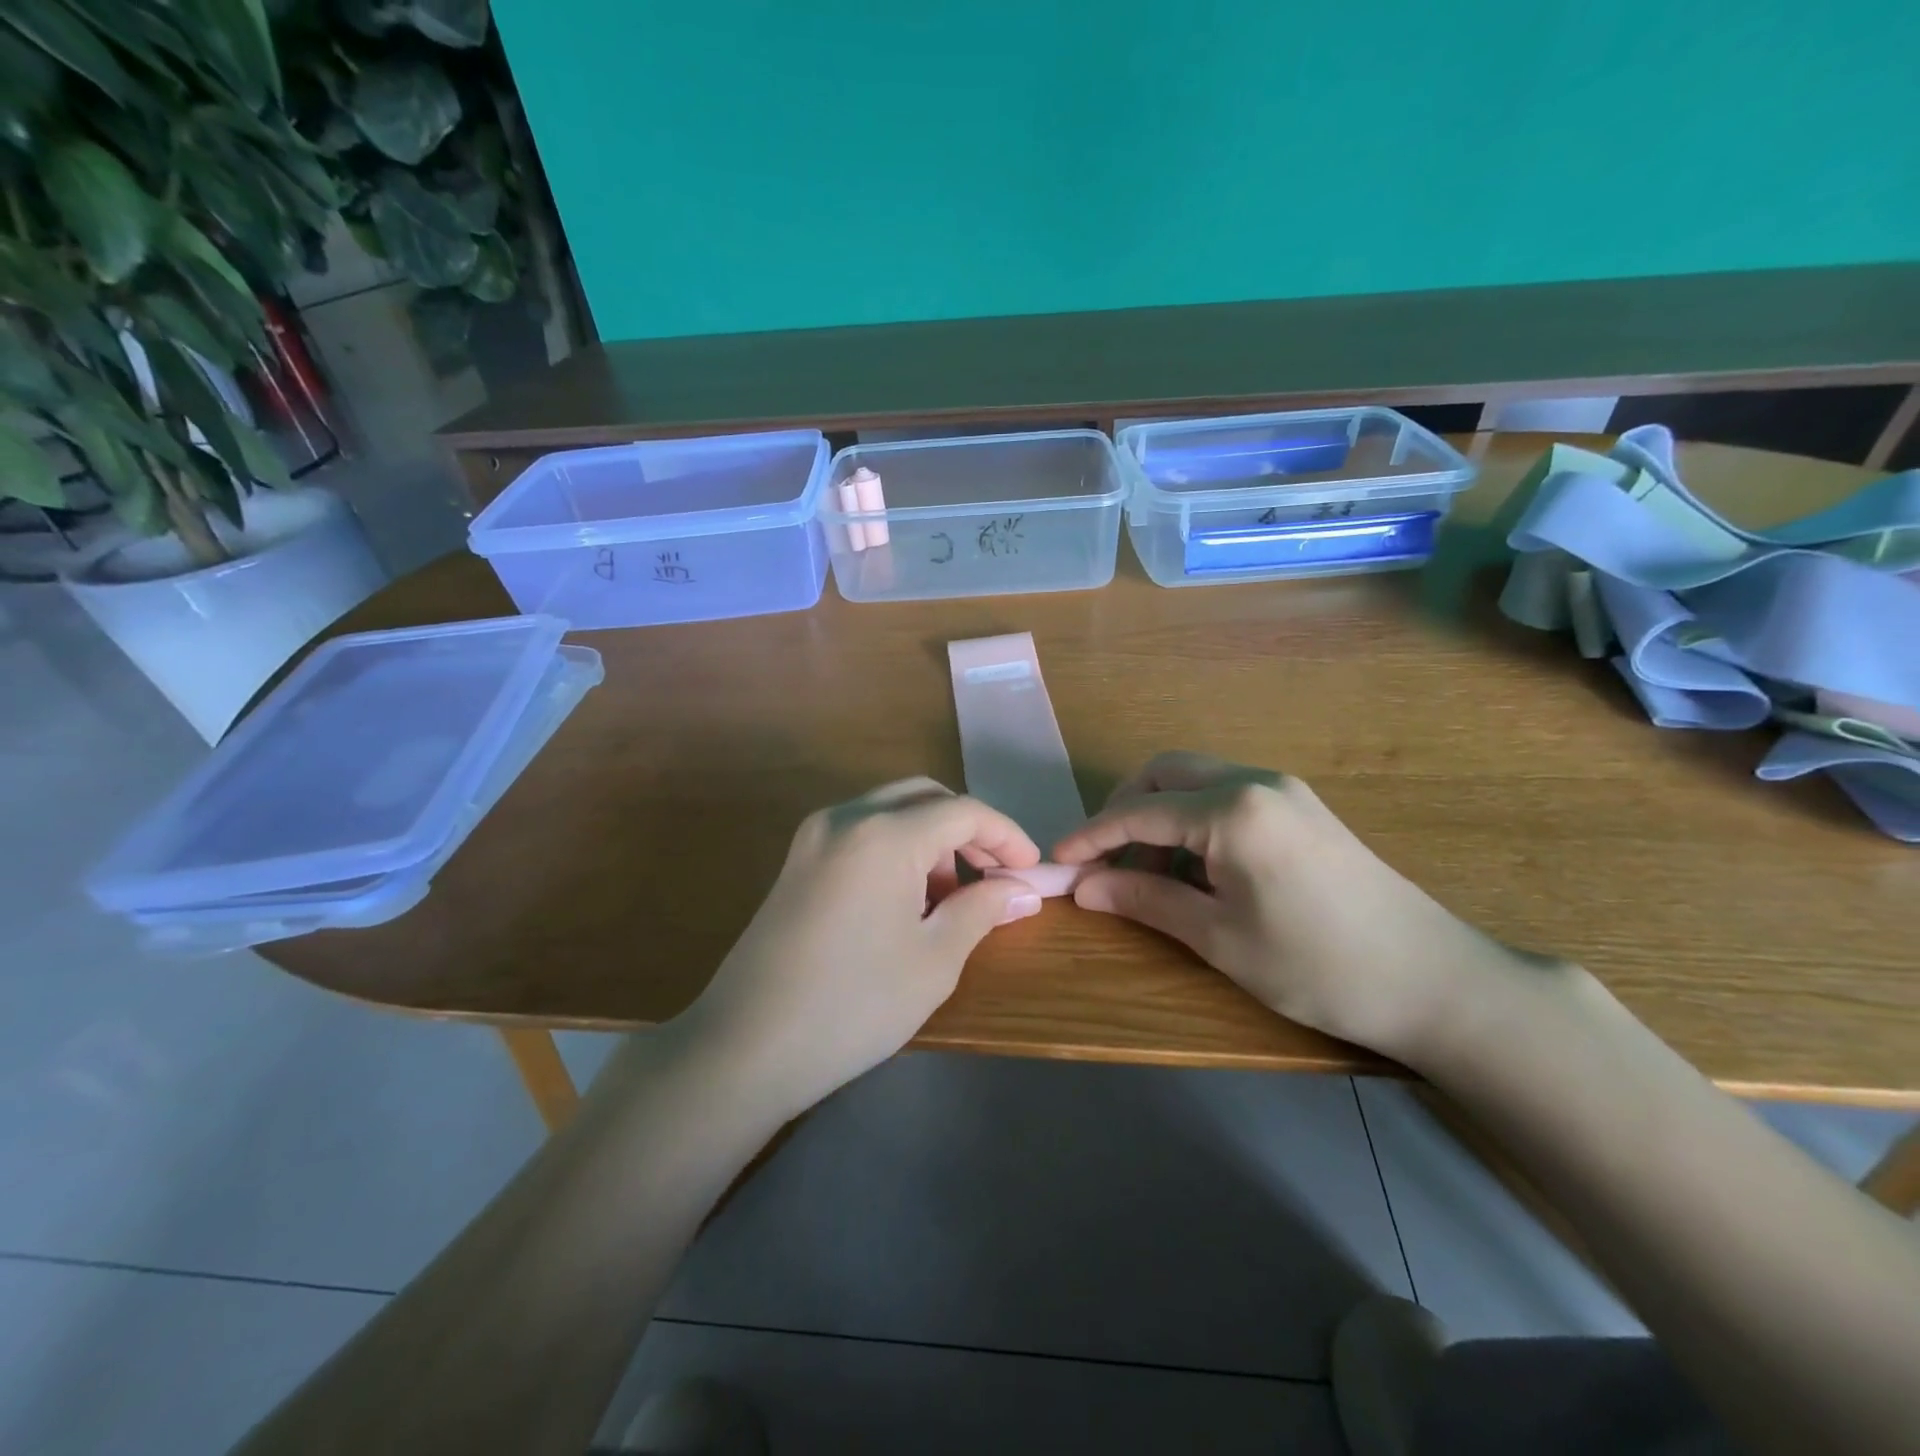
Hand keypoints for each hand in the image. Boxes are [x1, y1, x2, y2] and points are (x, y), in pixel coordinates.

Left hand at [681, 779, 1043, 1117]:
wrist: (744, 1047)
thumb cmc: (853, 1005)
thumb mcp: (934, 960)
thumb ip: (982, 910)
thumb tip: (1021, 890)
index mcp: (883, 833)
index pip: (962, 811)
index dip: (1005, 835)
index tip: (1031, 870)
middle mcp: (845, 817)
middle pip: (924, 797)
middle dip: (967, 829)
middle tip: (995, 874)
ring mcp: (813, 836)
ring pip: (890, 811)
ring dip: (931, 838)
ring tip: (950, 896)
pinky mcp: (796, 861)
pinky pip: (861, 832)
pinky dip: (896, 848)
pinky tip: (906, 899)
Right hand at [1054, 752, 1518, 1058]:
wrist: (1436, 981)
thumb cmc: (1318, 965)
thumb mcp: (1220, 938)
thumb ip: (1146, 901)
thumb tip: (1083, 887)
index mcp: (1232, 809)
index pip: (1138, 811)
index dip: (1090, 836)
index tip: (1056, 860)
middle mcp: (1255, 781)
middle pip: (1164, 774)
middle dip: (1123, 810)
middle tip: (1103, 860)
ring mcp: (1283, 790)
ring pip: (1195, 780)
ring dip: (1159, 814)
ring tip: (1148, 873)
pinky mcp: (1302, 807)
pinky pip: (1226, 796)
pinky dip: (1193, 820)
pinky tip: (1195, 867)